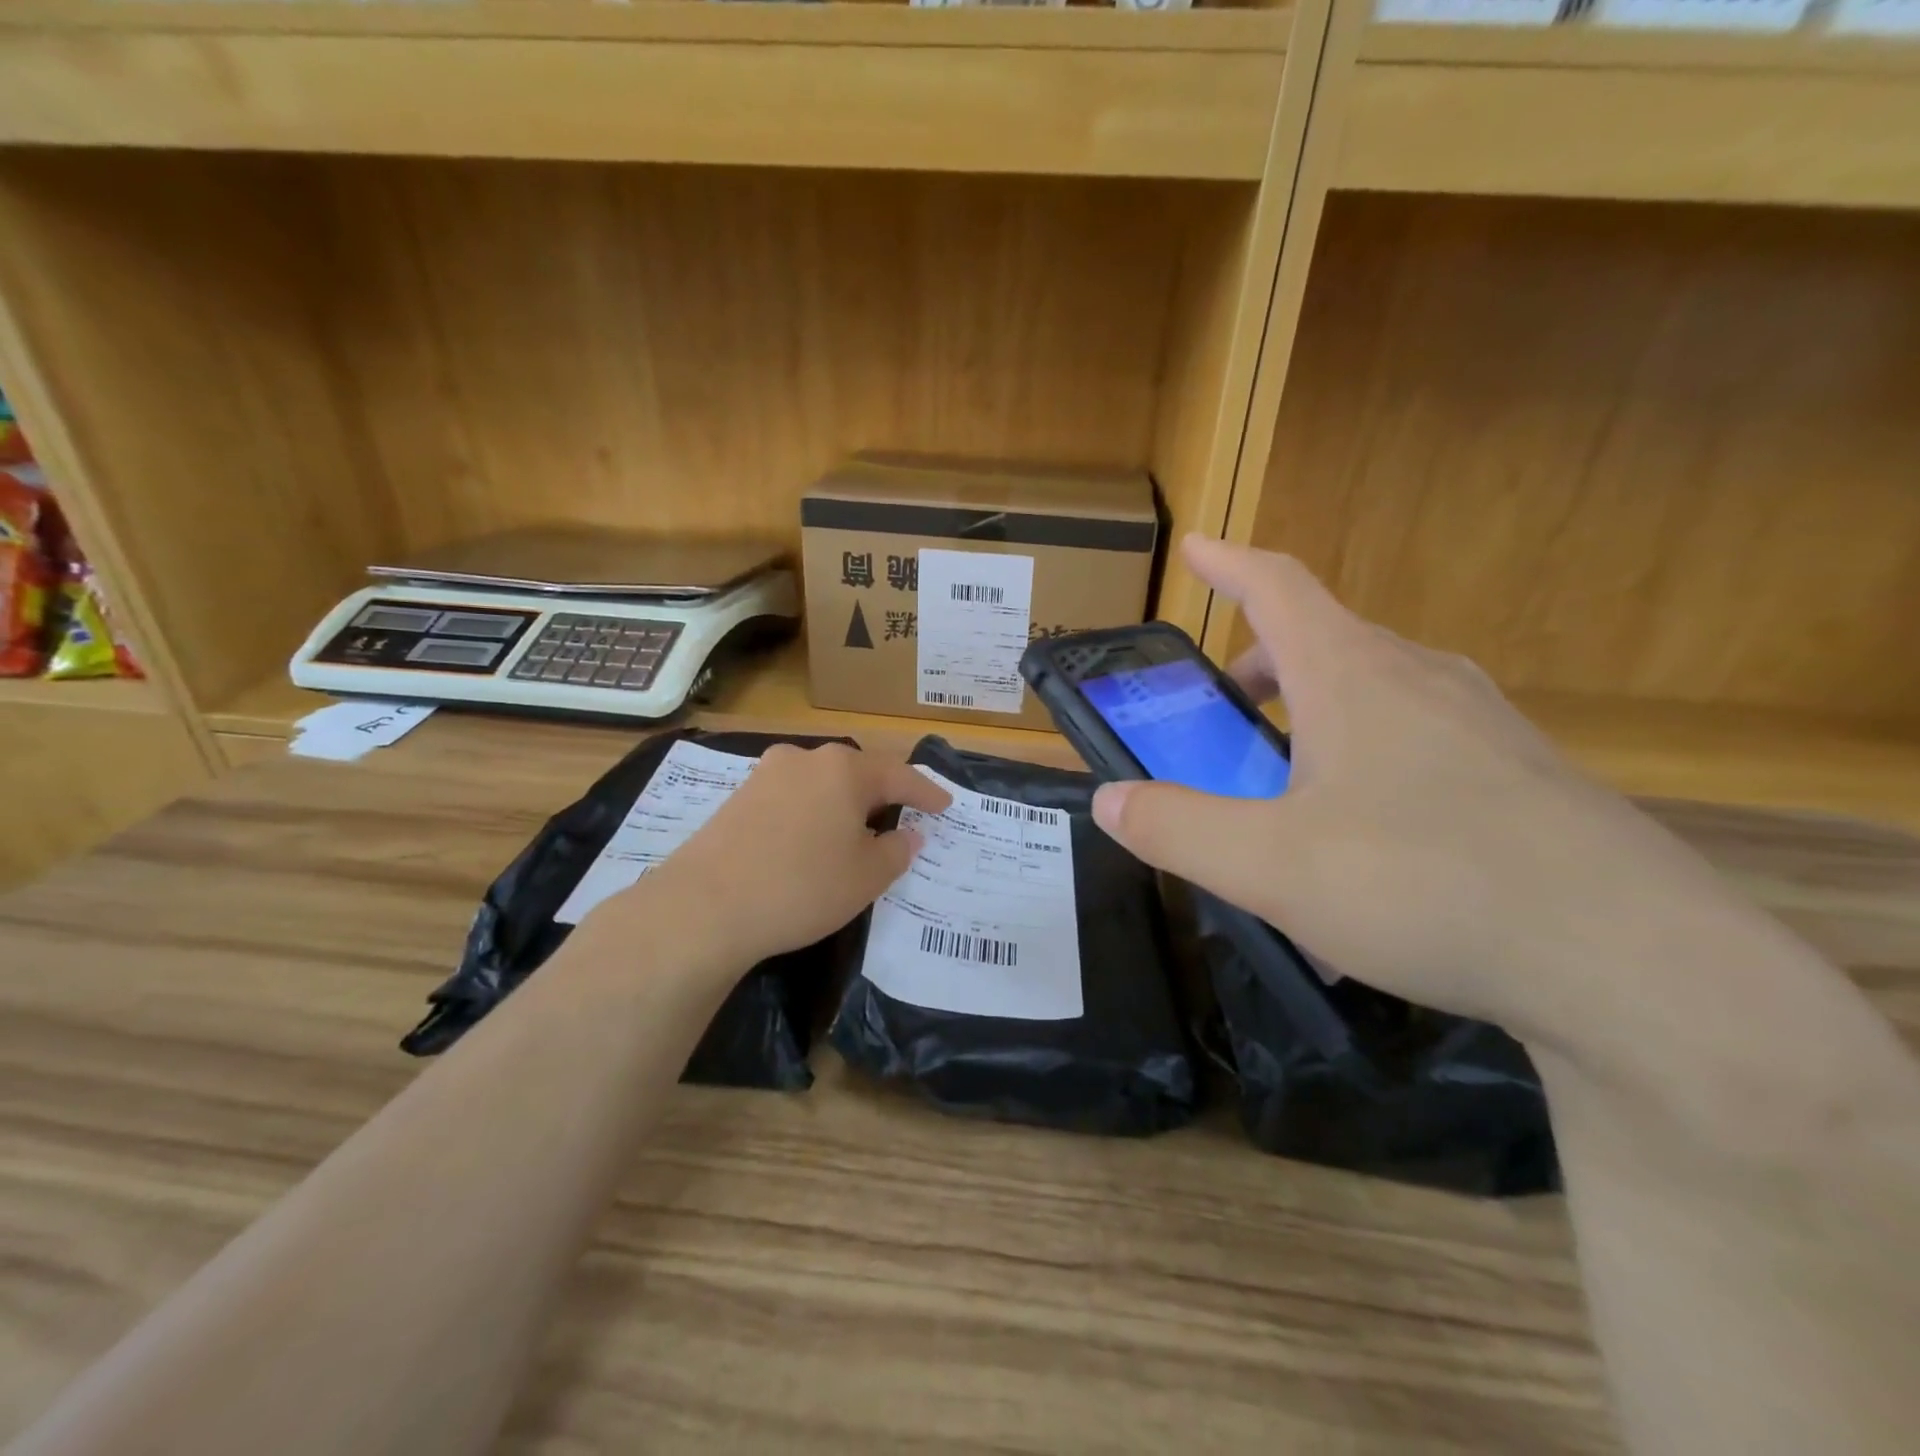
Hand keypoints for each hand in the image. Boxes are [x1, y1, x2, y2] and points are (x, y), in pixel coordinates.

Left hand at [599, 742, 951, 973]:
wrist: (704, 906)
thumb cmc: (802, 886)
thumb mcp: (866, 876)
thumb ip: (897, 851)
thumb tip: (907, 835)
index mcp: (845, 769)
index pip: (900, 775)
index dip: (927, 793)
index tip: (946, 806)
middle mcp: (805, 759)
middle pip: (857, 772)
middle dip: (882, 794)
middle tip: (902, 816)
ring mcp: (765, 775)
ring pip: (820, 783)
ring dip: (843, 803)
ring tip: (855, 829)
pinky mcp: (737, 797)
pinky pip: (791, 797)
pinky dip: (811, 813)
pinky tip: (810, 839)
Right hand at [1092, 535, 1750, 1041]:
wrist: (1634, 964)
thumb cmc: (1427, 886)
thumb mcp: (1269, 866)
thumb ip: (1176, 829)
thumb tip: (1109, 802)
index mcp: (1355, 678)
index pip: (1279, 587)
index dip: (1228, 563)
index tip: (1195, 548)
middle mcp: (1423, 681)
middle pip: (1326, 641)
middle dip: (1262, 663)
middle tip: (1225, 709)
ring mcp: (1485, 728)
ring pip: (1378, 693)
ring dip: (1315, 714)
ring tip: (1286, 779)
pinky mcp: (1524, 780)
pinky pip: (1424, 745)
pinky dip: (1369, 762)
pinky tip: (1365, 844)